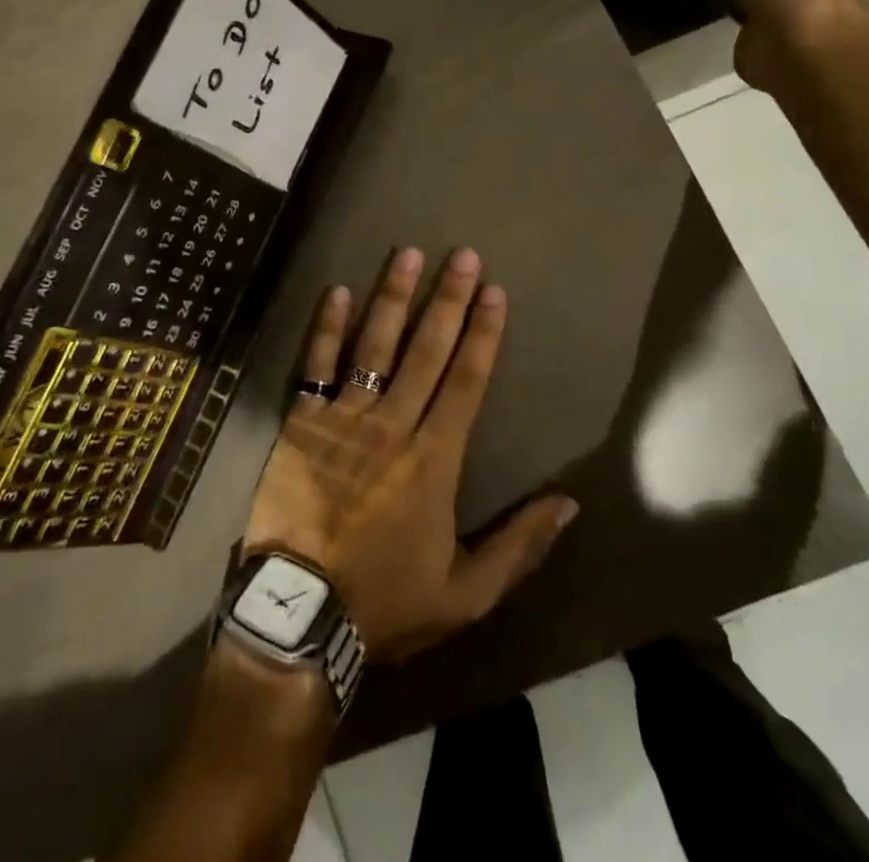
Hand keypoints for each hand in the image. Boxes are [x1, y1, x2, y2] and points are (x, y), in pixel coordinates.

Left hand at [241, 247, 577, 662]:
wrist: (299, 613)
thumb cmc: (386, 601)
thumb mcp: (467, 594)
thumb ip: (520, 546)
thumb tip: (569, 504)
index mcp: (435, 458)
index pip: (467, 380)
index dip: (483, 333)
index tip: (494, 292)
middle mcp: (394, 423)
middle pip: (427, 350)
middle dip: (448, 299)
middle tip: (462, 255)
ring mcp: (345, 418)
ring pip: (375, 345)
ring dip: (393, 297)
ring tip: (407, 254)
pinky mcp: (303, 422)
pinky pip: (316, 366)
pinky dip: (328, 328)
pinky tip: (339, 291)